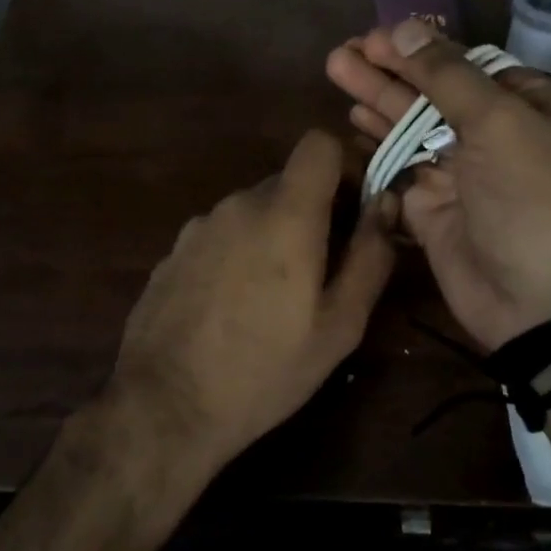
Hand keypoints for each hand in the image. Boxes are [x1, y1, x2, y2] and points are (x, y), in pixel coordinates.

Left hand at [106, 129, 397, 480]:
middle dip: (315, 212)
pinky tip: (233, 308)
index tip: (356, 207)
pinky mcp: (173, 251)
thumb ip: (370, 256)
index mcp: (285, 214)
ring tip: (275, 299)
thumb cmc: (265, 370)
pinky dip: (239, 253)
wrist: (164, 407)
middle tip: (324, 270)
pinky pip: (222, 235)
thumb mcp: (339, 325)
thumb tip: (386, 204)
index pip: (319, 143)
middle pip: (289, 182)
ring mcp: (199, 226)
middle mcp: (238, 204)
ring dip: (274, 235)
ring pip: (254, 211)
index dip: (346, 164)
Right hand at [326, 19, 550, 349]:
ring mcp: (463, 172)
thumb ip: (447, 76)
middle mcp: (497, 134)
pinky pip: (400, 168)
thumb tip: (405, 29)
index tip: (375, 36)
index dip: (420, 49)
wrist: (544, 303)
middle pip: (433, 92)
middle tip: (342, 52)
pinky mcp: (433, 207)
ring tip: (335, 70)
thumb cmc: (535, 198)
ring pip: (412, 127)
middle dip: (389, 70)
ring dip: (376, 100)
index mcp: (529, 104)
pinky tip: (351, 123)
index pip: (466, 64)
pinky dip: (378, 146)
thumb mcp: (500, 123)